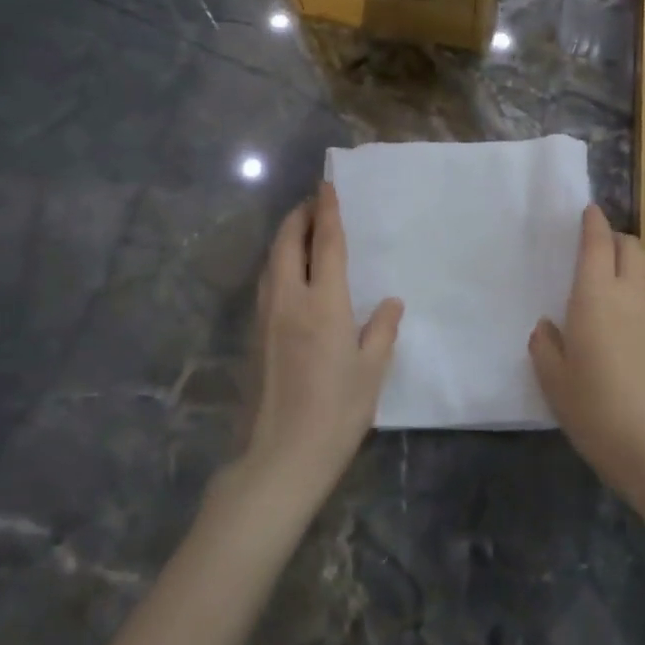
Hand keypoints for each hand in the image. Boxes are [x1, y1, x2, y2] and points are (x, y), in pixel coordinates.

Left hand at [243, 182, 402, 506]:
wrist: (279, 458)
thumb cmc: (335, 413)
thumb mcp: (371, 371)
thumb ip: (381, 329)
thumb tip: (390, 301)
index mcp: (323, 304)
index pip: (327, 244)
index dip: (328, 211)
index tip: (327, 186)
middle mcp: (289, 301)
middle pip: (289, 244)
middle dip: (300, 216)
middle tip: (314, 203)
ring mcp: (265, 318)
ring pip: (271, 263)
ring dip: (286, 238)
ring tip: (303, 230)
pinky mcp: (254, 337)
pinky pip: (266, 284)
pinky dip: (279, 264)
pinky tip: (290, 274)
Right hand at [529, 204, 644, 497]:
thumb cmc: (596, 409)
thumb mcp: (554, 381)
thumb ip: (546, 347)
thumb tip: (548, 328)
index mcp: (595, 297)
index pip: (598, 244)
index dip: (593, 222)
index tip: (589, 210)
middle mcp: (629, 297)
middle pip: (631, 247)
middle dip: (615, 237)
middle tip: (595, 245)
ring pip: (641, 275)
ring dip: (625, 268)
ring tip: (601, 289)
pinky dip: (632, 298)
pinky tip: (617, 328)